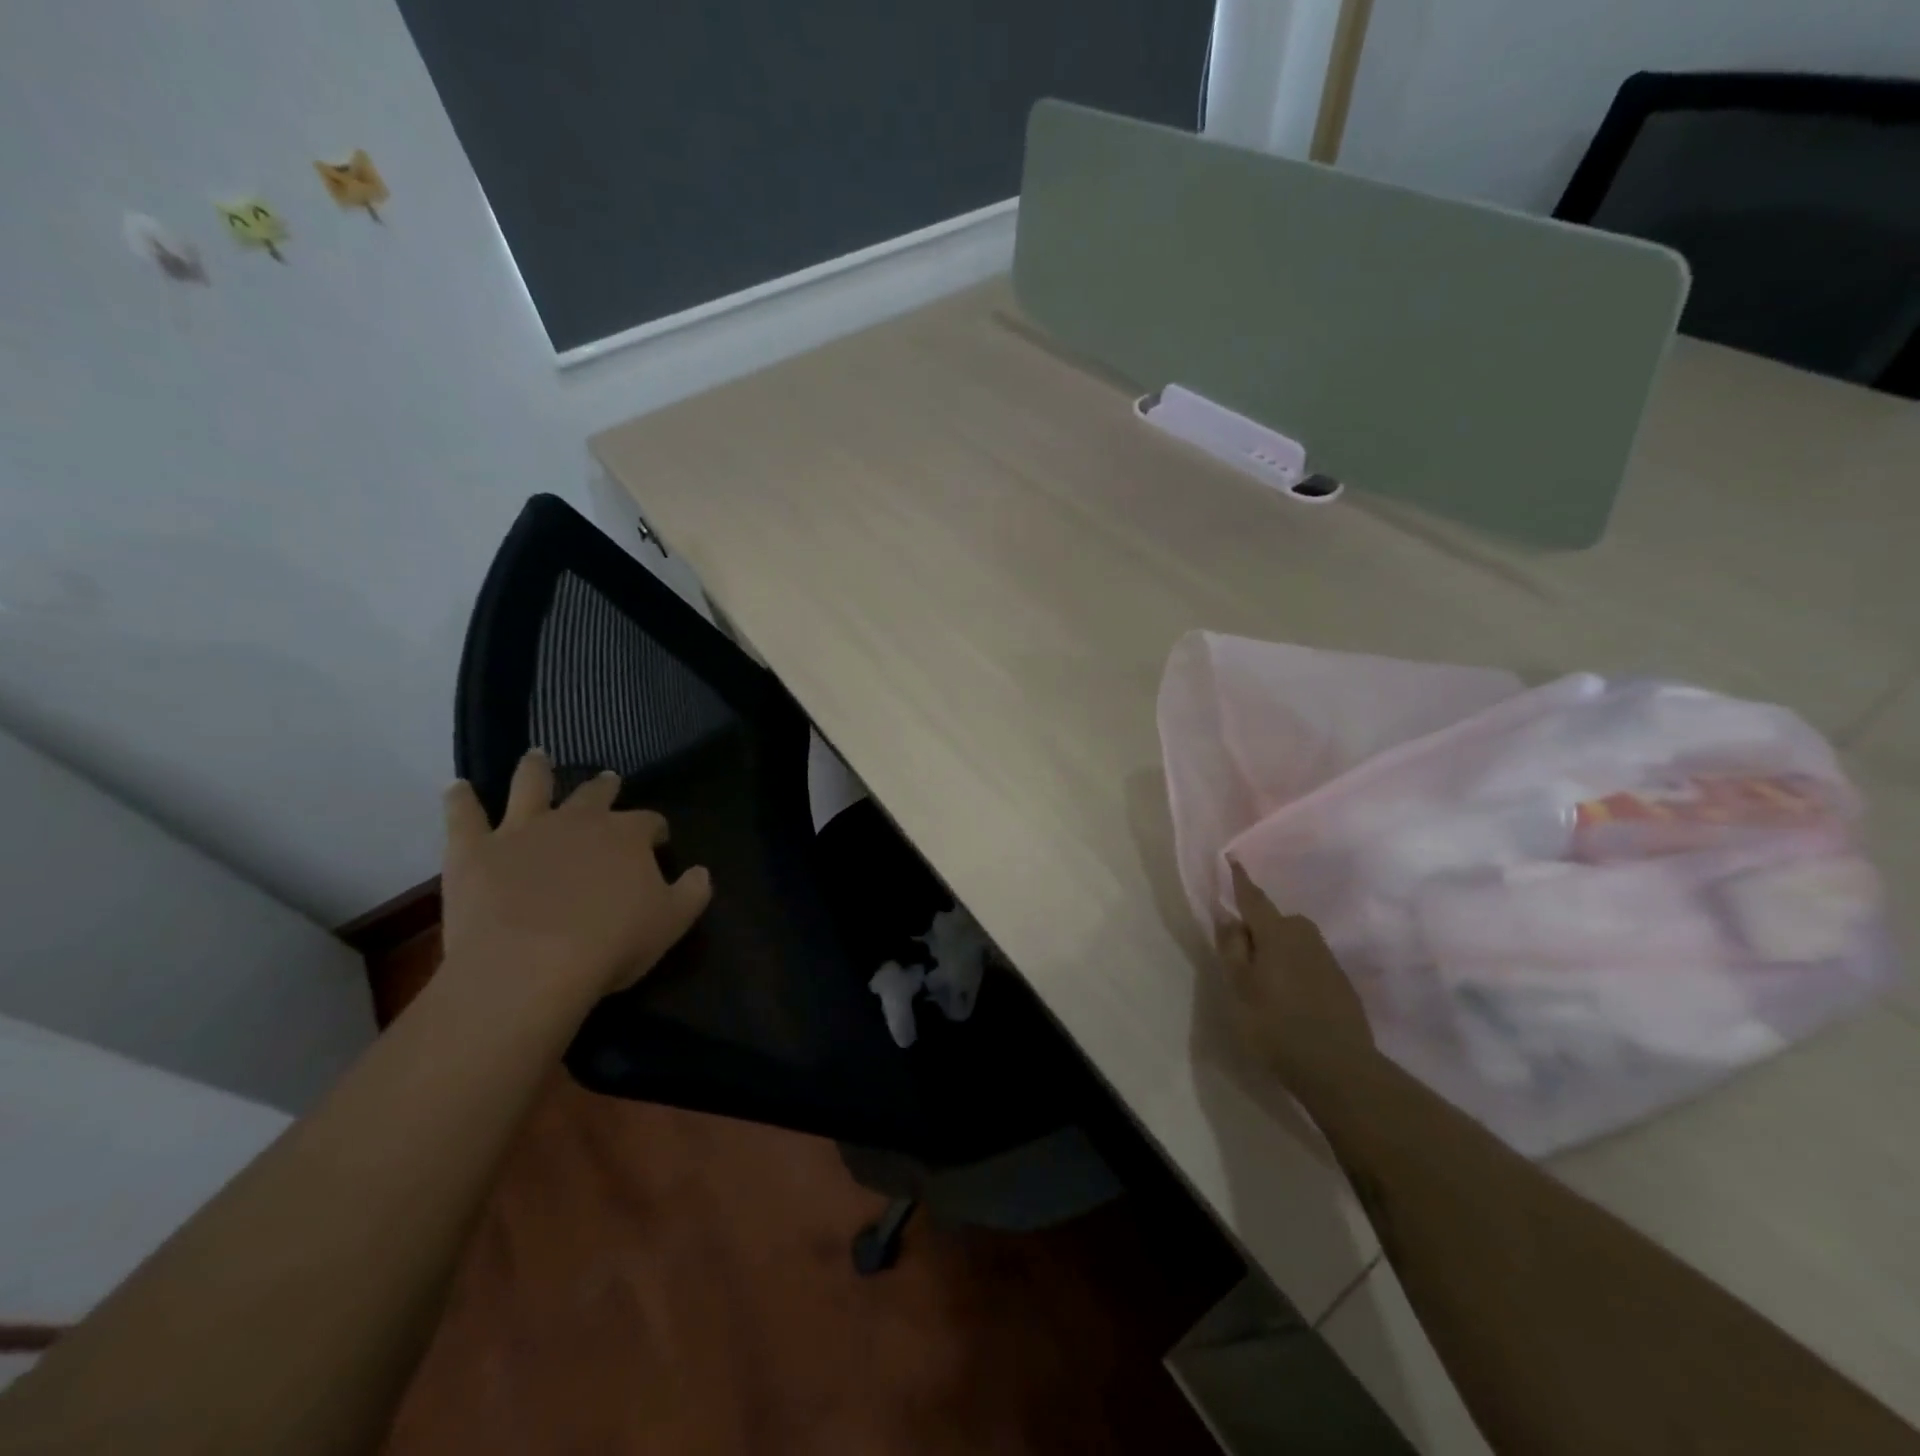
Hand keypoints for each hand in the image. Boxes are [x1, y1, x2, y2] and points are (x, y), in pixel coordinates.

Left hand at [441, 750, 711, 1000]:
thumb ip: (692, 892)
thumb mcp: (671, 923)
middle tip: (607, 781)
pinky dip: (460, 800)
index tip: (658, 842)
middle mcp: (577, 821)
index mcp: (626, 836)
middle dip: (604, 787)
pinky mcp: (475, 851)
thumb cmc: (610, 944)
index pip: (649, 822)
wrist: (530, 966)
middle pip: (594, 795)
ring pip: (530, 785)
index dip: (655, 830)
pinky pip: (463, 816)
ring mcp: (523, 831)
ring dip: (535, 769)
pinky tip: (457, 787)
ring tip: (537, 756)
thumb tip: (702, 872)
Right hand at [1216, 861, 1374, 1093]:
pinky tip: (1290, 995)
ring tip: (1264, 978)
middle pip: (1277, 920)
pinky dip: (1296, 968)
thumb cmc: (1276, 1024)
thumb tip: (1230, 917)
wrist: (1339, 1068)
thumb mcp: (1239, 986)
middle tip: (1242, 953)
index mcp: (1276, 933)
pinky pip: (1310, 962)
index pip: (1254, 898)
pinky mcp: (1341, 983)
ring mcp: (1327, 959)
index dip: (1241, 880)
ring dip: (1279, 949)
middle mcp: (1305, 937)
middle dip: (1260, 927)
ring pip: (1295, 941)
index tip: (1233, 859)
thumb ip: (1232, 948)